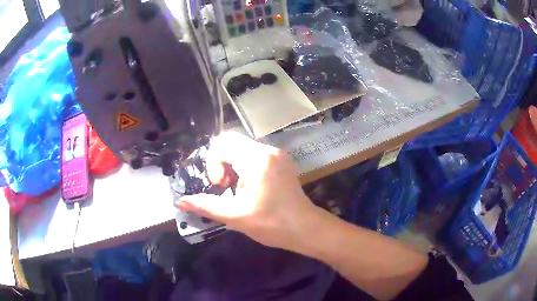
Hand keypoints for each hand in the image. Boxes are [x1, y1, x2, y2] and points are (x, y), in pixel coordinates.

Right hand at [175, 132, 318, 250]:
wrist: (305, 228)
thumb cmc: (271, 224)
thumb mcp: (234, 216)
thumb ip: (205, 205)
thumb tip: (180, 201)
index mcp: (256, 159)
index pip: (222, 144)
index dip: (213, 164)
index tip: (221, 185)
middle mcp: (268, 150)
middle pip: (231, 142)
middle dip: (221, 163)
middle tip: (226, 186)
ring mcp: (277, 154)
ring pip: (242, 148)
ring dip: (232, 165)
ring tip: (237, 188)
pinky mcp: (281, 161)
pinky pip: (254, 154)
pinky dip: (244, 165)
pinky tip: (249, 186)